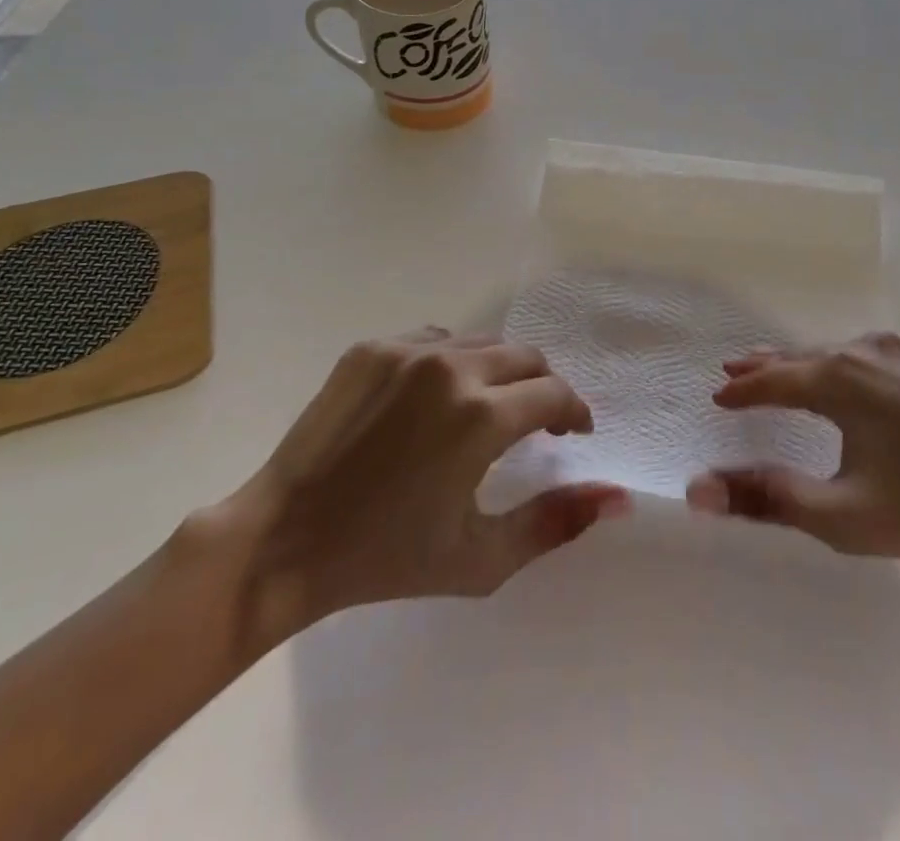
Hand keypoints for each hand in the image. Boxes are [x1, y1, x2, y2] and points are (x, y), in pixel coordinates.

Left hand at [200, 327, 628, 659]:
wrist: (283, 541)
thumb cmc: (387, 558)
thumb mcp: (481, 558)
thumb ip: (555, 522)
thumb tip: (616, 497)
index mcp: (482, 416)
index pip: (554, 393)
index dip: (573, 412)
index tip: (573, 432)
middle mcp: (451, 367)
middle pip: (525, 357)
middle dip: (543, 386)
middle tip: (538, 422)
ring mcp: (407, 351)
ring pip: (482, 342)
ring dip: (499, 371)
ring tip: (489, 408)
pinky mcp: (372, 347)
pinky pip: (435, 340)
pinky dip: (453, 362)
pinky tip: (437, 398)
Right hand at [685, 331, 899, 590]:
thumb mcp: (844, 516)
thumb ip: (769, 498)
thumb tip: (697, 489)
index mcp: (840, 379)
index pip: (774, 379)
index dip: (742, 390)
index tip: (717, 396)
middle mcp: (867, 350)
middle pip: (803, 356)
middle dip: (767, 366)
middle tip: (735, 370)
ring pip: (836, 353)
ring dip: (804, 364)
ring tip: (783, 371)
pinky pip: (867, 357)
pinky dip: (840, 365)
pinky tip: (847, 381)